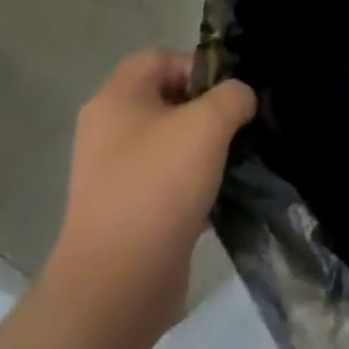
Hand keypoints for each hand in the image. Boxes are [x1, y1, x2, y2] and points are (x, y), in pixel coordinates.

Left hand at [41, 50, 255, 338]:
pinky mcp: (127, 214)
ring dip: (204, 150)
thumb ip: (233, 96)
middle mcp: (108, 132)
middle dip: (207, 110)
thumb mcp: (208, 123)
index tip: (228, 96)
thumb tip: (240, 100)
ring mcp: (114, 176)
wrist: (115, 290)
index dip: (198, 68)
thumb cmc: (157, 187)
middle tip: (237, 127)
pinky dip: (194, 186)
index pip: (162, 58)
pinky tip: (219, 198)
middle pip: (169, 100)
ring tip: (233, 162)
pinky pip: (168, 183)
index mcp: (116, 99)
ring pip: (171, 143)